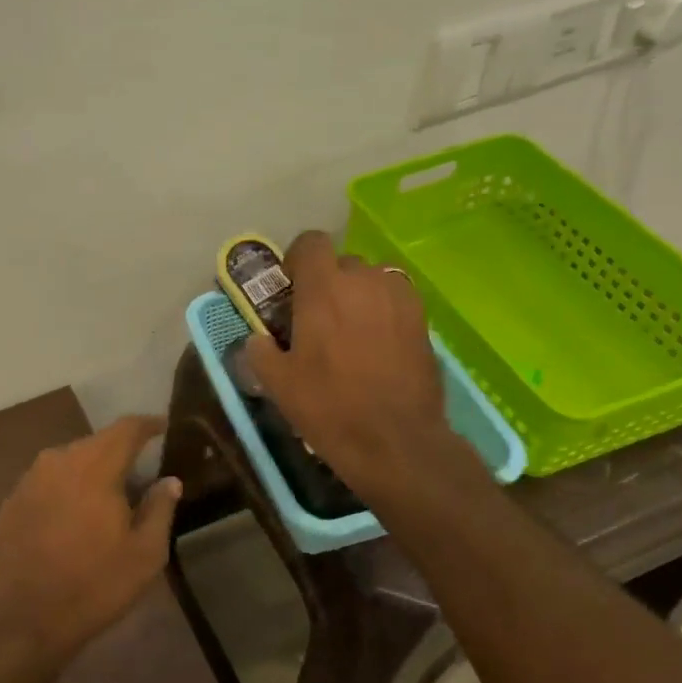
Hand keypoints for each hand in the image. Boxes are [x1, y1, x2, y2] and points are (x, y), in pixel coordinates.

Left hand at [0, 416, 181, 669]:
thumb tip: (170, 480)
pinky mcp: (10, 502)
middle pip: (96, 444)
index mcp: (94, 465)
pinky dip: (66, 491)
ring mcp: (28, 480)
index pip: (127, 428)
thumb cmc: (93, 585)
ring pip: (69, 463)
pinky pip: (48, 484)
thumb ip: (160, 508)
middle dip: (120, 454)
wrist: (20, 621)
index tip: (164, 427)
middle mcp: (57, 460)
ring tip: (108, 499)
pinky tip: (74, 519)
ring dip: (91, 473)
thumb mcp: (144, 554)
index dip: (149, 425)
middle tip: (141, 475)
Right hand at [245, 231, 462, 501]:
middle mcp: (364, 280)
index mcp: (323, 288)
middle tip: (318, 320)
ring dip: (357, 296)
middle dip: (327, 283)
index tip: (291, 289)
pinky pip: (395, 300)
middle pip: (342, 263)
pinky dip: (382, 312)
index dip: (297, 260)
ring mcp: (399, 297)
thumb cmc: (328, 407)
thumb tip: (258, 339)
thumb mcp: (277, 383)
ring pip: (372, 280)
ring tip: (351, 333)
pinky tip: (378, 346)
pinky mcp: (423, 319)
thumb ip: (260, 351)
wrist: (394, 440)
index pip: (310, 242)